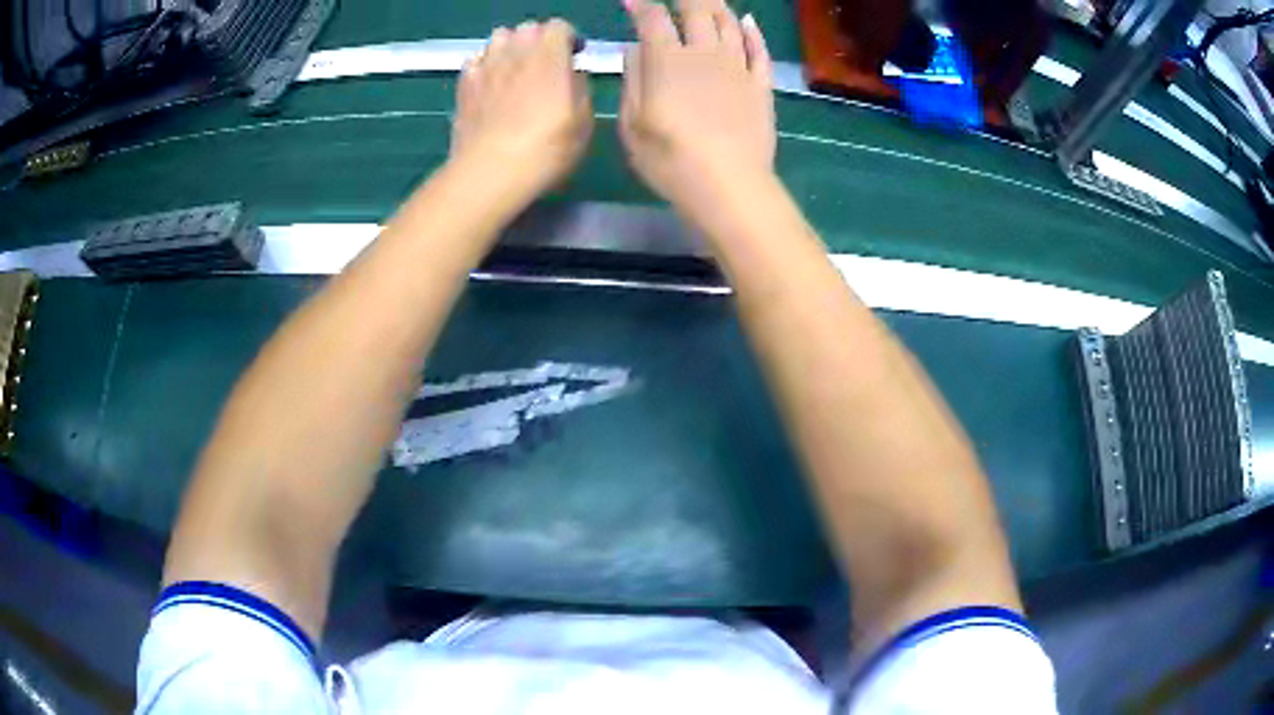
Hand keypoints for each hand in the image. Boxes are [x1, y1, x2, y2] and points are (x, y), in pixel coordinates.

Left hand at [449, 20, 592, 206]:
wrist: (491, 172)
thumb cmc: (546, 149)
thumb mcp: (583, 122)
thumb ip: (581, 88)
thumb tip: (572, 74)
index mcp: (550, 55)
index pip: (559, 26)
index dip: (568, 39)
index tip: (574, 56)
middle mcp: (516, 51)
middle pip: (528, 28)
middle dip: (539, 40)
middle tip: (546, 64)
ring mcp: (486, 65)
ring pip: (499, 38)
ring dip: (511, 47)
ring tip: (516, 69)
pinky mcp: (464, 83)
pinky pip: (476, 59)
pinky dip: (486, 64)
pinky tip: (491, 82)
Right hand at [620, 0, 774, 217]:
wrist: (730, 186)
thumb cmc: (670, 161)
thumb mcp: (632, 125)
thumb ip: (633, 80)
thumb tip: (635, 49)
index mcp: (667, 61)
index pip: (653, 18)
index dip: (641, 5)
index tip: (631, 1)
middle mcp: (704, 53)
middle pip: (697, 10)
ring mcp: (738, 67)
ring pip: (729, 23)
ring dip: (716, 5)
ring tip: (708, 0)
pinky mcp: (761, 85)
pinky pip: (760, 49)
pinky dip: (753, 32)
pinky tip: (748, 21)